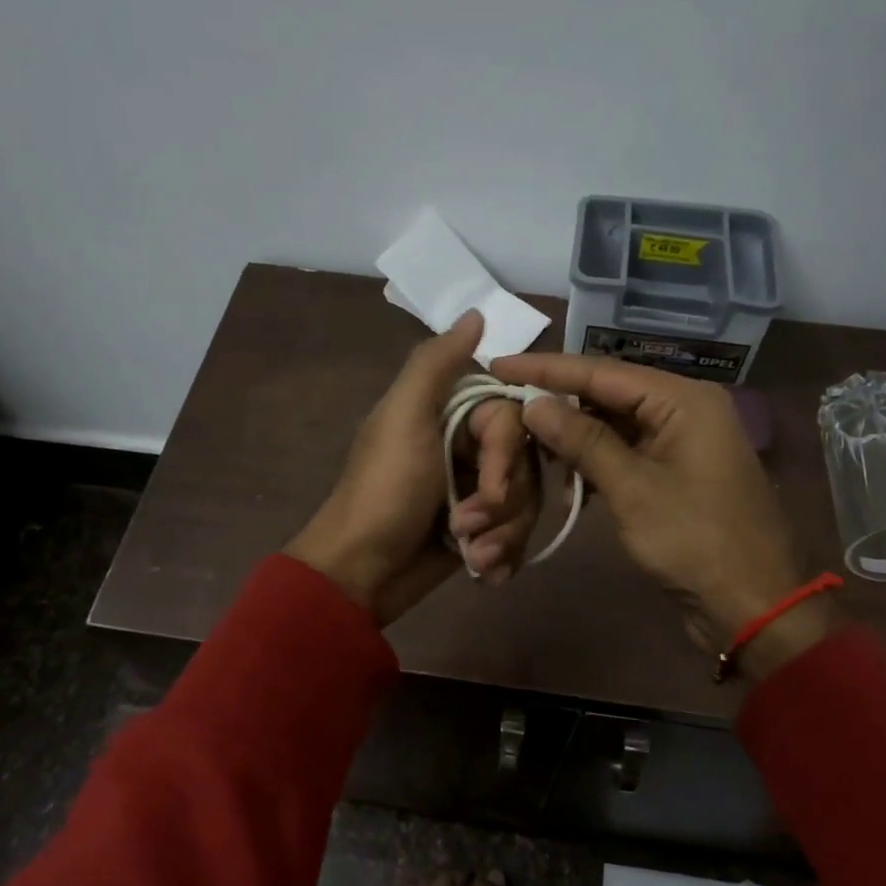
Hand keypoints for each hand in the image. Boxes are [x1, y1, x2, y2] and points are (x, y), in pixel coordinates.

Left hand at [287, 311, 541, 624]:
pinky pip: (516, 536)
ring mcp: (473, 492)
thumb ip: (436, 364)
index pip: (514, 420)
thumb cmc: (383, 493)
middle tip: (464, 526)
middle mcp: (466, 449)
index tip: (488, 486)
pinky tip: (483, 572)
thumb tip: (476, 312)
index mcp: (450, 415)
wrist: (360, 573)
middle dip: (501, 504)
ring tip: (473, 556)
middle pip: (525, 465)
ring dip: (502, 535)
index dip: (505, 456)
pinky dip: (502, 557)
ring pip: (525, 503)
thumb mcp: (403, 419)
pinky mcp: (479, 532)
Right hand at [490, 353, 837, 677]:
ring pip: (614, 422)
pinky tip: (560, 466)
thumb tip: (534, 404)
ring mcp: (681, 441)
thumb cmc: (695, 541)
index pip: (601, 371)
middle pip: (608, 392)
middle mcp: (684, 408)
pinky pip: (625, 450)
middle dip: (557, 399)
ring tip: (523, 434)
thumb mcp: (632, 489)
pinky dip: (593, 458)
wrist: (751, 603)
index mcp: (683, 399)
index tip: (499, 365)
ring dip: (572, 432)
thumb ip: (582, 441)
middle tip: (504, 400)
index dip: (546, 369)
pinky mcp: (674, 471)